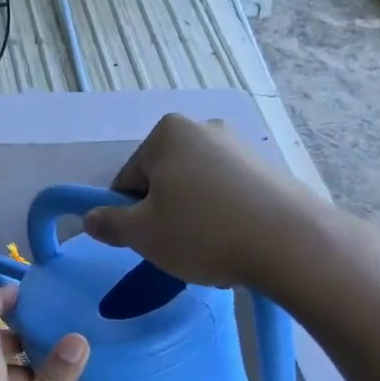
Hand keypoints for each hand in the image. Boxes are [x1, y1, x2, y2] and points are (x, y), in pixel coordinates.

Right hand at [82, 115, 323, 288]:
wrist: (289, 242)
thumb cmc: (202, 233)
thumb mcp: (142, 234)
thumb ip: (109, 224)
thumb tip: (90, 218)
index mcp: (167, 133)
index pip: (127, 179)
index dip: (128, 215)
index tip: (144, 242)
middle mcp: (203, 128)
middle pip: (163, 181)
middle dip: (163, 215)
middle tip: (175, 249)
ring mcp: (240, 147)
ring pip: (196, 191)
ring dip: (192, 219)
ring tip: (208, 251)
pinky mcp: (267, 170)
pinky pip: (228, 196)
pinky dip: (223, 219)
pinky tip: (234, 244)